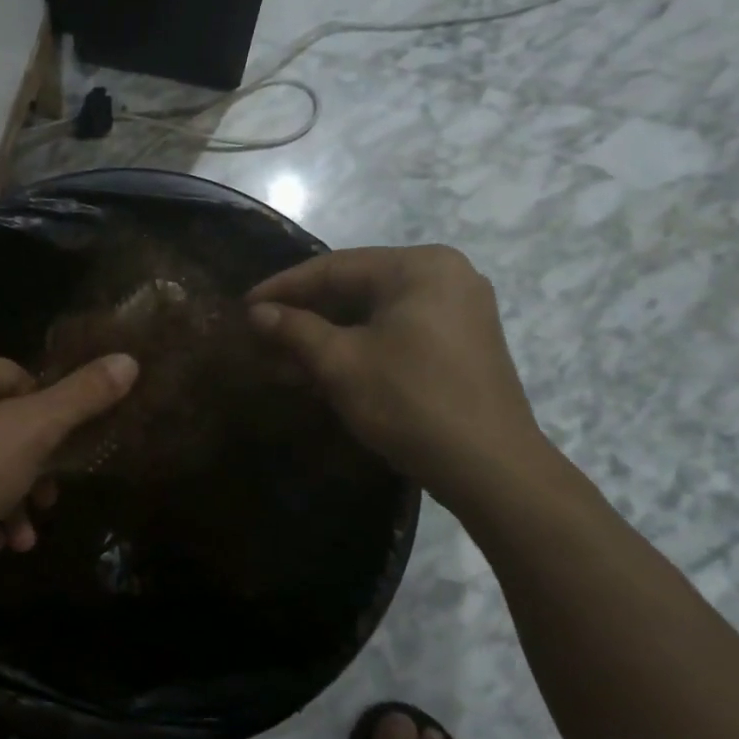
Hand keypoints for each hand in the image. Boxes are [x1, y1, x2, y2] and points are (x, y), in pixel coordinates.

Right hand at [248, 245, 553, 507]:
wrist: (493, 470)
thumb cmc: (411, 402)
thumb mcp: (341, 363)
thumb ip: (295, 330)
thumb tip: (257, 313)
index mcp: (419, 267)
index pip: (335, 267)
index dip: (284, 287)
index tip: (245, 305)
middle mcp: (445, 276)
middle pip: (356, 288)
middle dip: (305, 315)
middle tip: (260, 332)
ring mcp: (458, 310)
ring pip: (374, 314)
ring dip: (327, 335)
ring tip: (281, 357)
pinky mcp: (462, 344)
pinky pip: (396, 332)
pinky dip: (358, 347)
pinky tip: (321, 368)